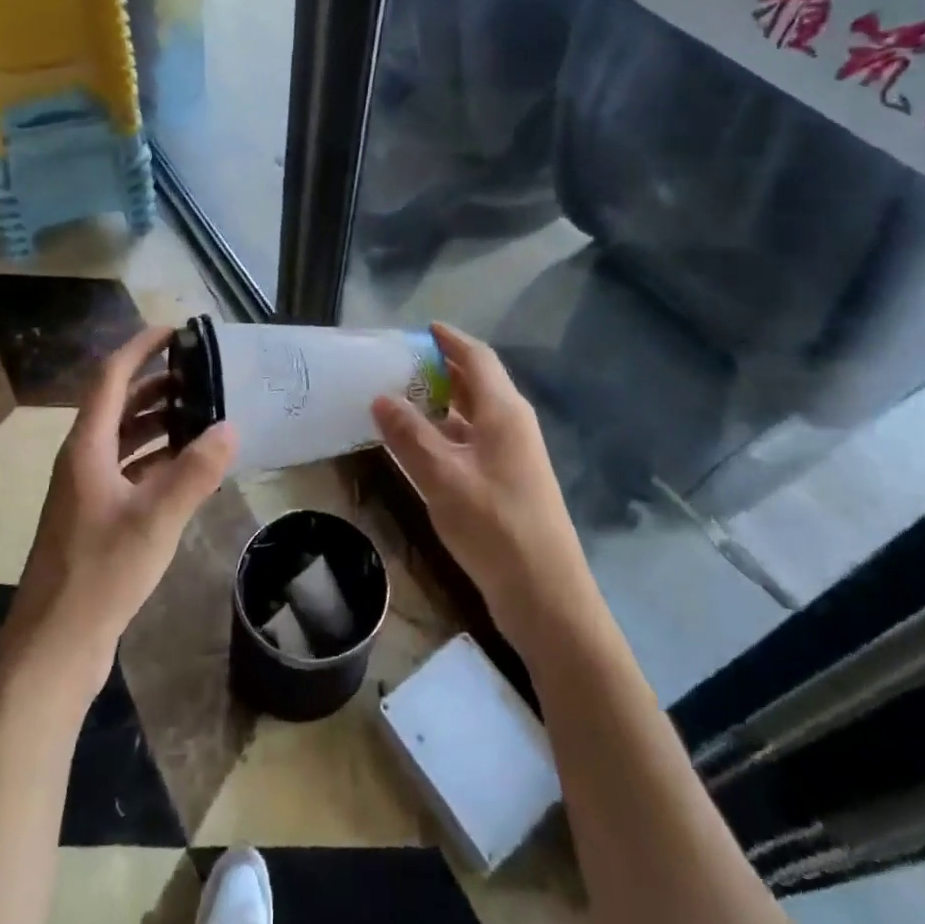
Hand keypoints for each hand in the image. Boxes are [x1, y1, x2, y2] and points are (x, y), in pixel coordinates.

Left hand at [6, 326, 237, 681]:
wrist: (54, 646)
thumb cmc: (100, 573)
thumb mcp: (155, 519)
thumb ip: (195, 471)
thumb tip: (230, 427)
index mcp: (86, 447)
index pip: (111, 378)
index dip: (140, 348)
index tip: (175, 331)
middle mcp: (83, 460)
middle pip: (118, 404)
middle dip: (157, 383)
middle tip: (203, 375)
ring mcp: (88, 491)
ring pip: (124, 438)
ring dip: (159, 421)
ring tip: (203, 413)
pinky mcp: (97, 518)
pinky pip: (129, 469)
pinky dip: (157, 458)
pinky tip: (189, 466)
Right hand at [371, 323, 594, 645]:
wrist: (545, 595)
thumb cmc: (495, 526)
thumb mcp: (443, 477)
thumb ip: (409, 435)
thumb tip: (380, 397)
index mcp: (503, 412)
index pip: (476, 358)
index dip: (450, 340)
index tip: (420, 328)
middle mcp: (511, 425)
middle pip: (475, 383)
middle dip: (439, 369)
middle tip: (397, 364)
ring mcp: (512, 455)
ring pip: (472, 414)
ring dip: (439, 403)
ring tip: (398, 399)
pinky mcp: (507, 482)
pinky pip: (471, 442)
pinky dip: (444, 434)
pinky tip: (417, 446)